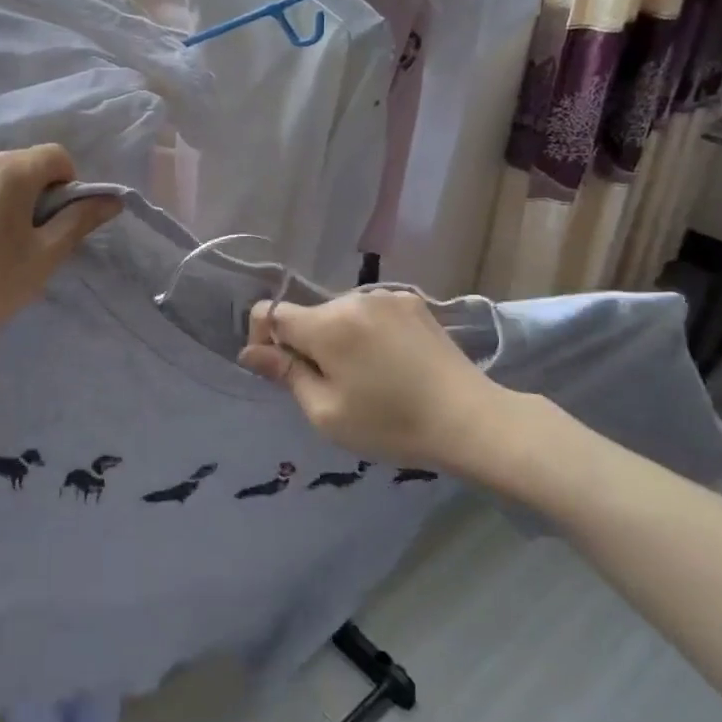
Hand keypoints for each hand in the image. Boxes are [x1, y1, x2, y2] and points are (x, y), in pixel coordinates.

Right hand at [238, 290, 514, 474]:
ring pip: (339, 314)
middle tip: (328, 386)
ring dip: (337, 339)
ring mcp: (387, 297)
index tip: (276, 370)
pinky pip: (371, 313)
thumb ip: (285, 374)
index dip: (261, 338)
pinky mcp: (413, 302)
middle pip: (308, 315)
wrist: (471, 420)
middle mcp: (353, 298)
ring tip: (365, 377)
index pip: (270, 312)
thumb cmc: (391, 424)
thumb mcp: (326, 412)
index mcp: (327, 324)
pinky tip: (390, 362)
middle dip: (305, 344)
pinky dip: (367, 333)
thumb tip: (250, 351)